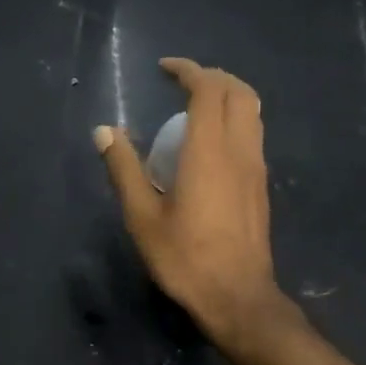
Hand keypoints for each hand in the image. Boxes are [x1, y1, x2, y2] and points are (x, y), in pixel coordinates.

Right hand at [94, 58, 301, 352]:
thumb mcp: (142, 216)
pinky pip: (252, 133)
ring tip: (196, 106)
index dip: (188, 71)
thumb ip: (124, 169)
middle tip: (180, 82)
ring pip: (252, 111)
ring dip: (227, 95)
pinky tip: (210, 143)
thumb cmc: (184, 258)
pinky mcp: (261, 185)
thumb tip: (104, 131)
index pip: (208, 90)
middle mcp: (240, 150)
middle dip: (211, 76)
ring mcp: (256, 167)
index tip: (164, 68)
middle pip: (238, 91)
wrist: (236, 296)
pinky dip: (233, 119)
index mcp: (209, 151)